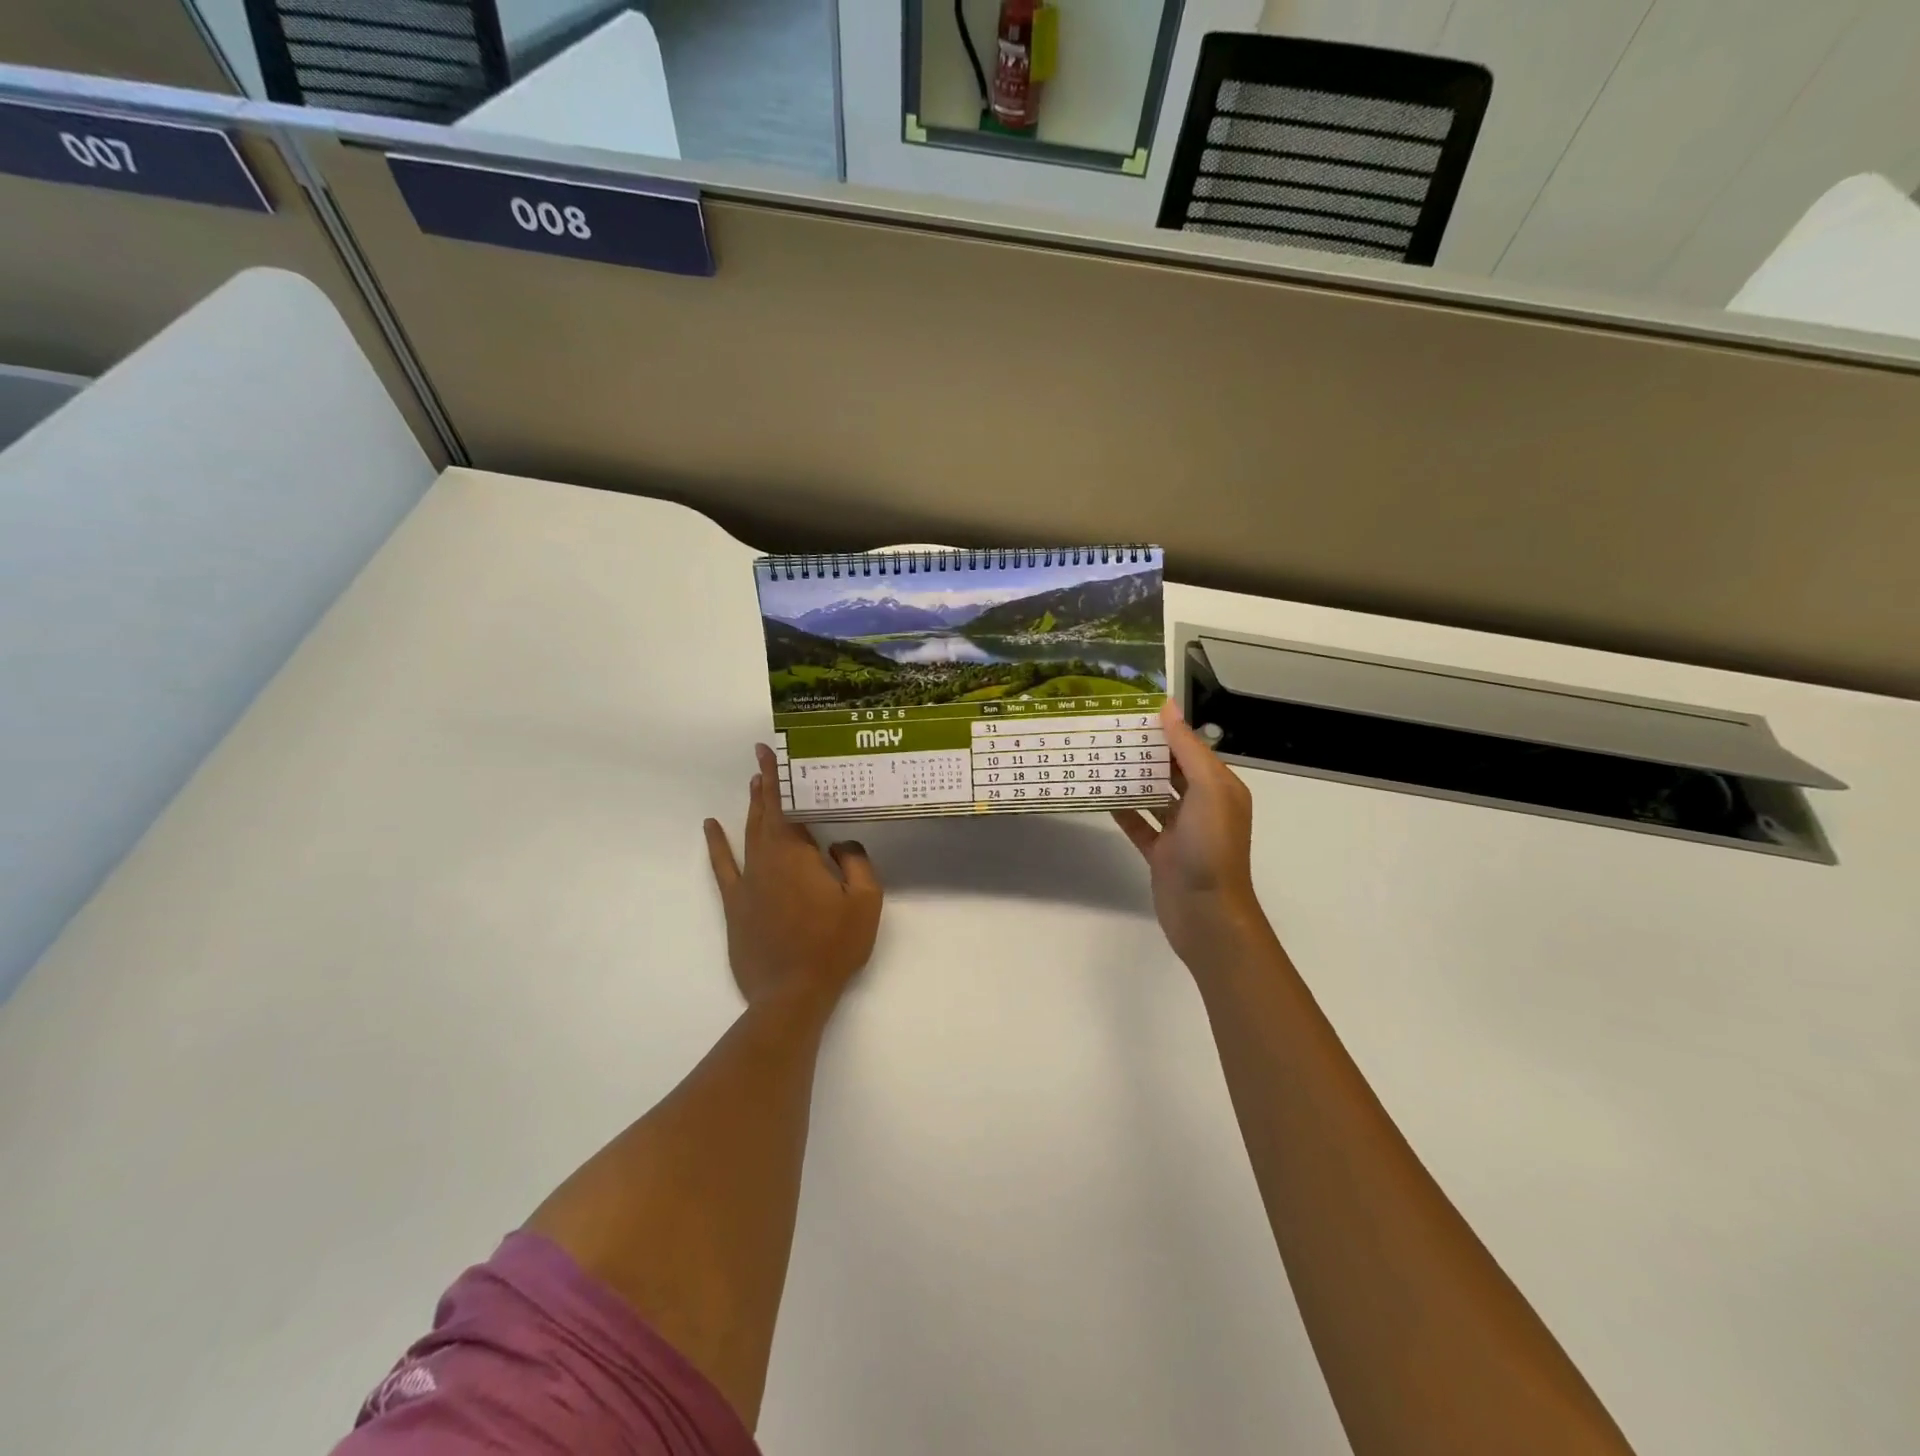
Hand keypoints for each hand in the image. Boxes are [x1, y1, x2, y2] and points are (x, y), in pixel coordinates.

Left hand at [703, 744, 882, 1014]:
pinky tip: (711, 827)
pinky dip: (717, 845)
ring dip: (751, 808)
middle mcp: (767, 860)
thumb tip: (840, 843)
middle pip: (765, 815)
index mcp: (797, 855)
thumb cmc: (833, 946)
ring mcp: (747, 883)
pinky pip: (724, 867)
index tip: (768, 752)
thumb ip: (857, 863)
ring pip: (748, 835)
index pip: (787, 806)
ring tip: (753, 784)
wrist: (792, 993)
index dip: (779, 778)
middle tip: (762, 760)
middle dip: (764, 785)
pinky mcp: (736, 905)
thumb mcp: (865, 902)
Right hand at [1113, 700, 1270, 968]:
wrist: (1206, 913)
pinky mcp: (1160, 852)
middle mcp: (1202, 806)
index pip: (1190, 748)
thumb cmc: (1211, 846)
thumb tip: (1167, 707)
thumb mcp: (1208, 789)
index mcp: (1220, 787)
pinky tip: (1099, 794)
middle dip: (1145, 752)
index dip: (1165, 729)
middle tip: (1107, 731)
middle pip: (1170, 770)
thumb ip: (1187, 749)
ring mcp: (1180, 831)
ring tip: (1098, 757)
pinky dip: (1122, 810)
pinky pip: (1138, 824)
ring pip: (1153, 796)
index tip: (1131, 711)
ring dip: (1131, 779)